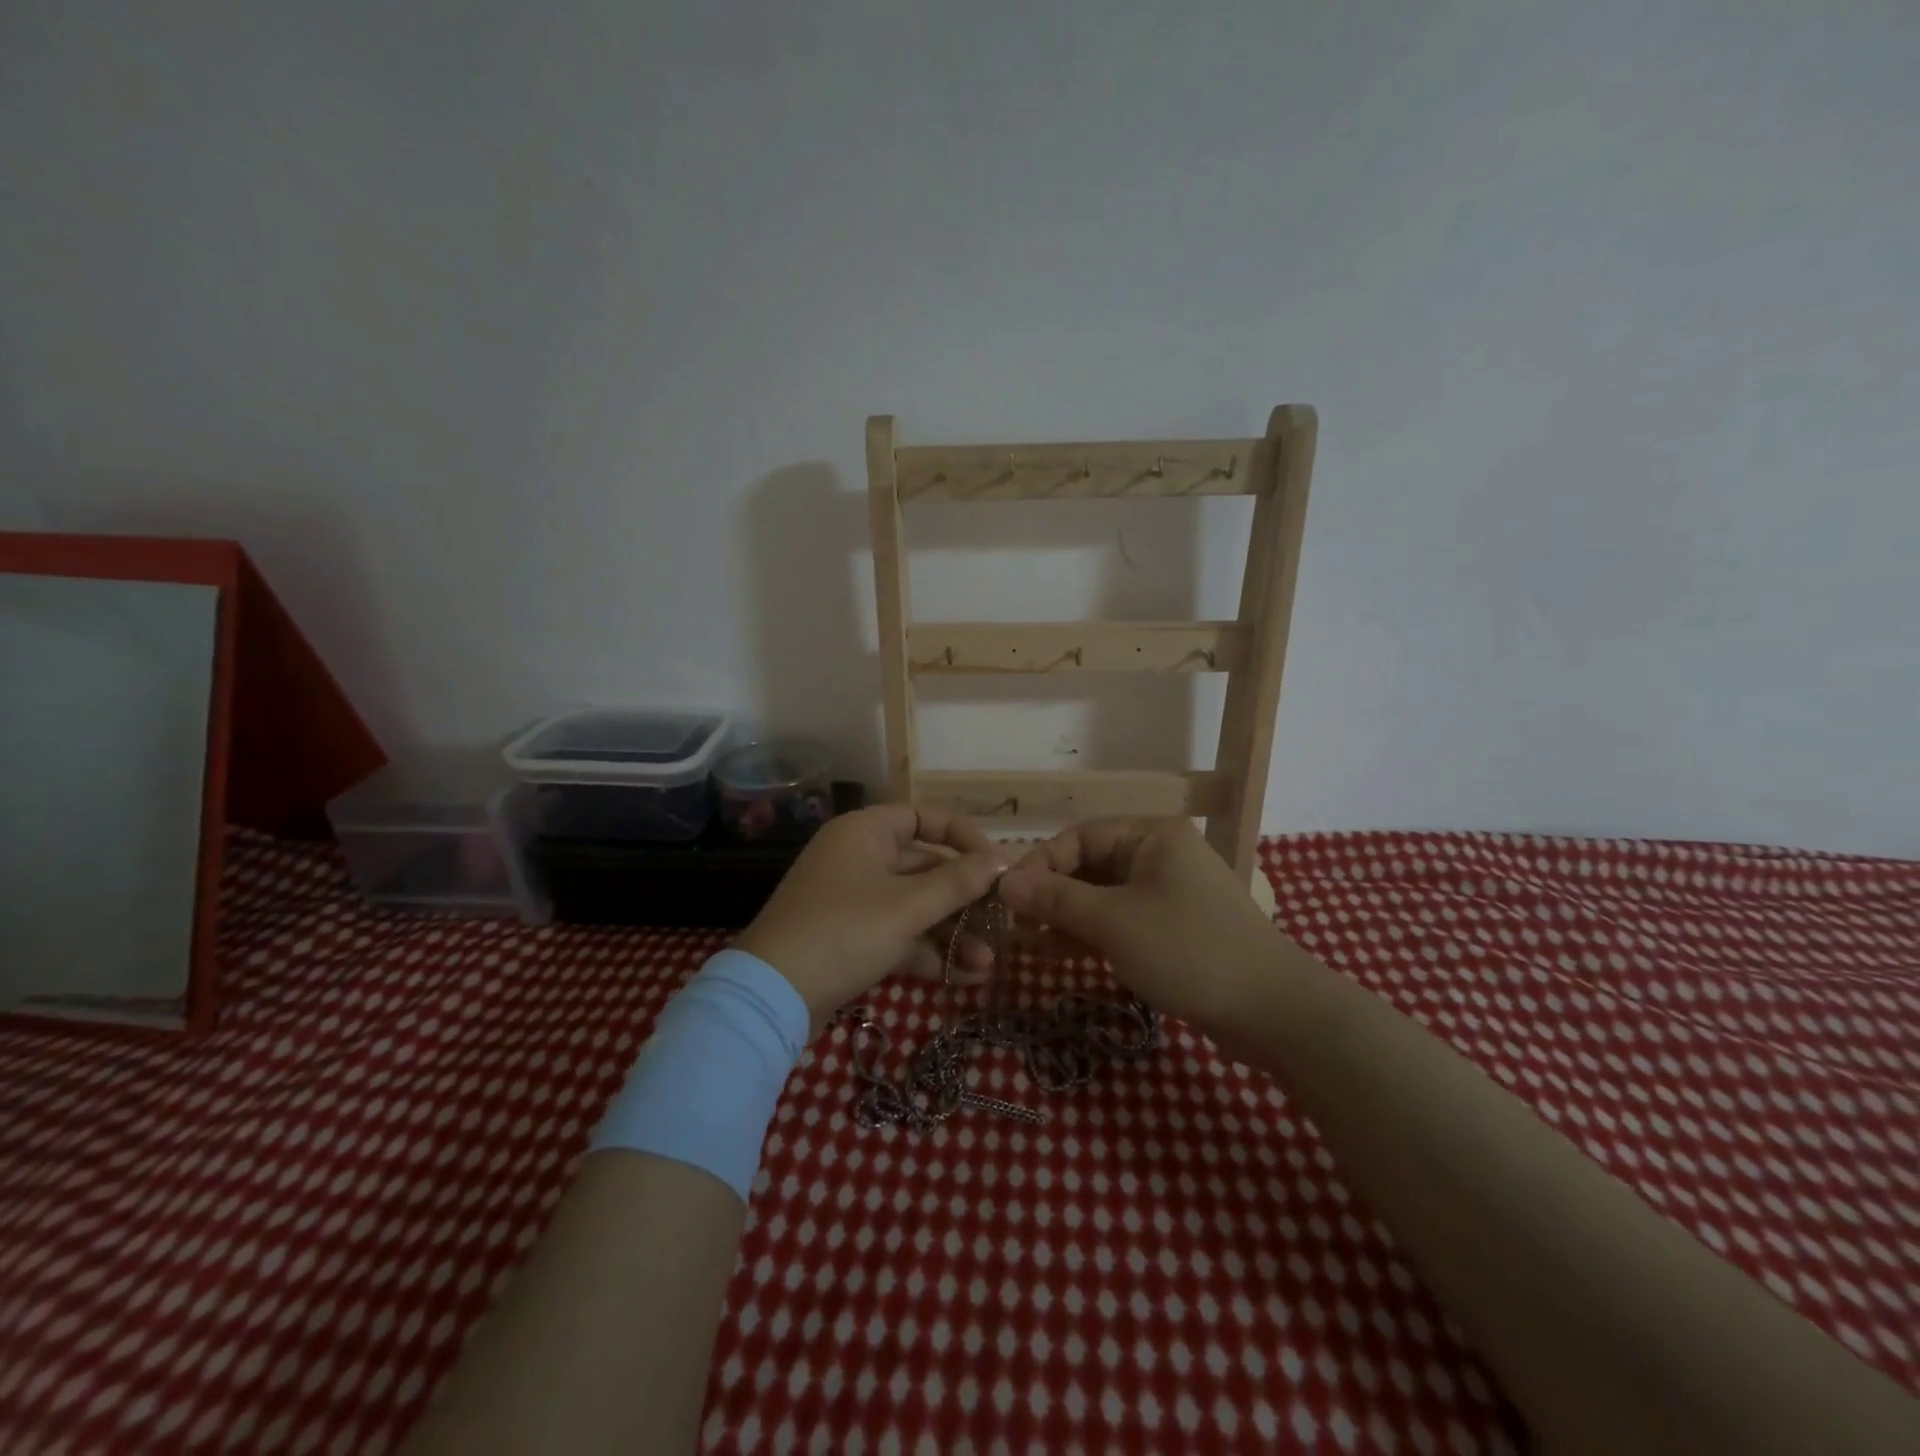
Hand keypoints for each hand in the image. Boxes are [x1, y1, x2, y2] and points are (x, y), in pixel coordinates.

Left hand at [733, 805, 1006, 1035]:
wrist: (773, 996)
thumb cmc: (846, 931)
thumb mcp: (908, 906)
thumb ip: (958, 882)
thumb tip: (1002, 860)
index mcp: (866, 832)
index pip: (924, 817)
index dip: (963, 836)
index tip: (995, 863)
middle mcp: (858, 857)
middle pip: (924, 866)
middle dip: (963, 899)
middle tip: (1000, 922)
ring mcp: (852, 898)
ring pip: (913, 904)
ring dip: (950, 931)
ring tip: (986, 963)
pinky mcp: (848, 936)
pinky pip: (896, 932)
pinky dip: (925, 950)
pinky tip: (961, 977)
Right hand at [998, 817, 1282, 1031]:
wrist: (1272, 1011)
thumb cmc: (1188, 950)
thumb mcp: (1114, 922)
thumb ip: (1056, 899)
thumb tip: (1005, 883)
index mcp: (1152, 835)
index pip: (1080, 836)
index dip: (1040, 863)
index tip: (1008, 898)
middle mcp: (1159, 855)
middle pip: (1090, 864)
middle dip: (1051, 893)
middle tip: (1015, 924)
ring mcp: (1168, 893)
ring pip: (1103, 895)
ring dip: (1067, 915)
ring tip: (1028, 941)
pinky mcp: (1173, 928)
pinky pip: (1121, 920)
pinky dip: (1091, 933)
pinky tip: (1058, 953)